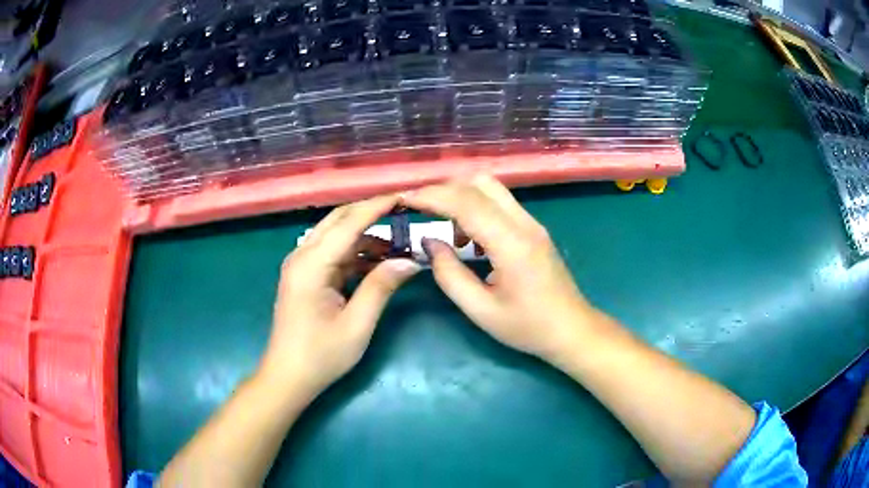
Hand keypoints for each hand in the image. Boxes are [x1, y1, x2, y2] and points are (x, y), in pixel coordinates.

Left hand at [258, 195, 420, 395]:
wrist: (288, 377)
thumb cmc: (321, 355)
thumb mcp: (357, 324)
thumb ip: (381, 287)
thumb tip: (410, 261)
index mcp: (311, 265)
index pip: (349, 223)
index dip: (378, 207)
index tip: (405, 196)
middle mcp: (302, 256)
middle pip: (339, 220)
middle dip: (371, 213)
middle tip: (404, 214)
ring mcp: (301, 265)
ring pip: (336, 235)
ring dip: (366, 237)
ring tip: (398, 247)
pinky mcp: (305, 276)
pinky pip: (333, 254)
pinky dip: (356, 254)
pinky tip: (378, 264)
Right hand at [402, 176, 601, 363]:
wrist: (572, 329)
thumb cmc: (528, 327)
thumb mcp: (481, 310)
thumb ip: (449, 274)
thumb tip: (429, 242)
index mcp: (511, 243)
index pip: (466, 202)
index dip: (432, 196)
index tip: (405, 200)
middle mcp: (524, 223)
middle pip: (480, 183)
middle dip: (445, 190)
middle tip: (422, 211)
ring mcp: (532, 223)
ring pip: (491, 189)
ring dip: (462, 198)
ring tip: (445, 229)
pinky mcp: (534, 229)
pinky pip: (500, 204)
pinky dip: (477, 208)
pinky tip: (469, 238)